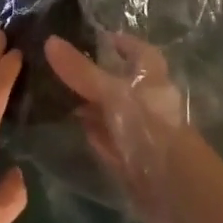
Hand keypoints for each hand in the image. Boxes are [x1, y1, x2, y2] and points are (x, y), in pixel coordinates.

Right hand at [44, 32, 191, 222]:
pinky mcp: (130, 155)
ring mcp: (138, 128)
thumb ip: (81, 70)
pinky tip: (71, 127)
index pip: (135, 49)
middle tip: (58, 66)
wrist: (172, 185)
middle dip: (93, 74)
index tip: (90, 37)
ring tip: (55, 93)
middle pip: (118, 80)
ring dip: (88, 104)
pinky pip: (107, 137)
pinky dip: (91, 132)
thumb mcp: (111, 92)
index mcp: (150, 74)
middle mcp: (146, 98)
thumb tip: (49, 40)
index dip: (117, 42)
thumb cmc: (148, 126)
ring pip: (110, 110)